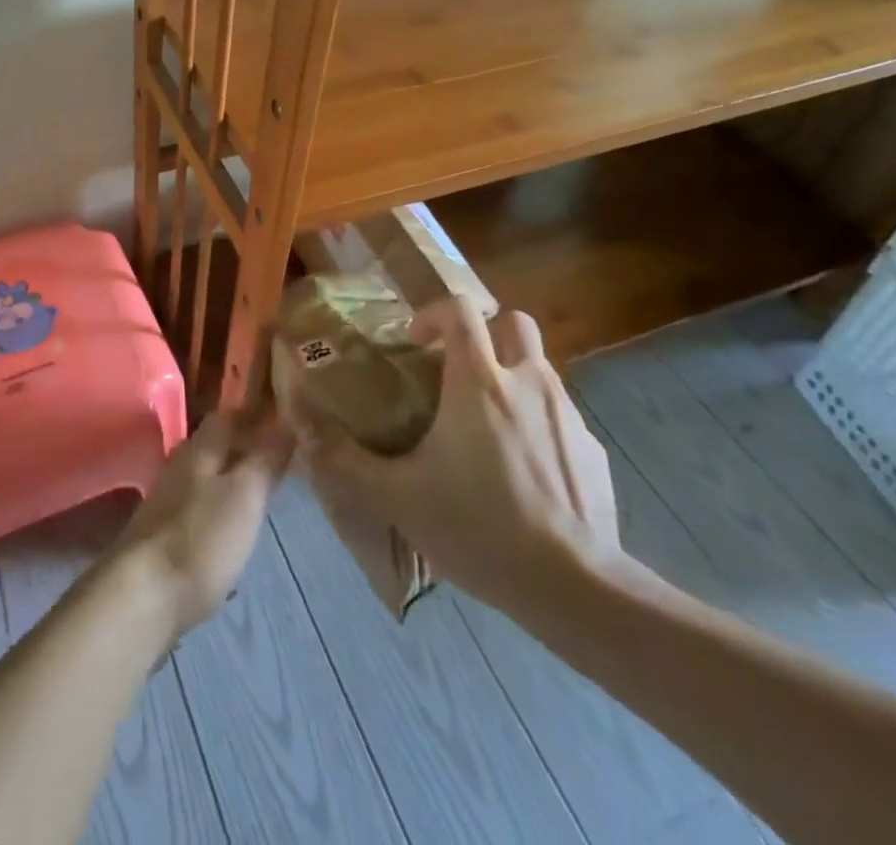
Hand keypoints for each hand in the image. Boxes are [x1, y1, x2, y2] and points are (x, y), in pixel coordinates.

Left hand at [104, 411, 292, 644]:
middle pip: (216, 446)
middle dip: (246, 447)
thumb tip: (286, 421)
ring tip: (264, 492)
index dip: (255, 414)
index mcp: (199, 448)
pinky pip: (199, 508)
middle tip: (282, 458)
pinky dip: (220, 509)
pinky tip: (234, 526)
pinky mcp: (164, 535)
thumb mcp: (245, 494)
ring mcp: (167, 501)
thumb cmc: (200, 538)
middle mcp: (180, 466)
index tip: (285, 420)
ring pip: (207, 477)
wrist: (142, 597)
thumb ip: (265, 457)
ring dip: (233, 479)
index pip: (228, 415)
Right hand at [295, 297, 622, 628]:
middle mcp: (528, 382)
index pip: (462, 309)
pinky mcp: (594, 451)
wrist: (574, 586)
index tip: (417, 342)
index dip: (435, 313)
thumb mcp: (397, 496)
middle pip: (514, 323)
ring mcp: (569, 415)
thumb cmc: (479, 527)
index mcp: (479, 380)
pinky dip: (540, 424)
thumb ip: (344, 459)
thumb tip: (301, 425)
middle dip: (486, 333)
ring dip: (512, 377)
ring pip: (540, 368)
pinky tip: (524, 471)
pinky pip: (562, 417)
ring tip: (487, 425)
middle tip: (458, 370)